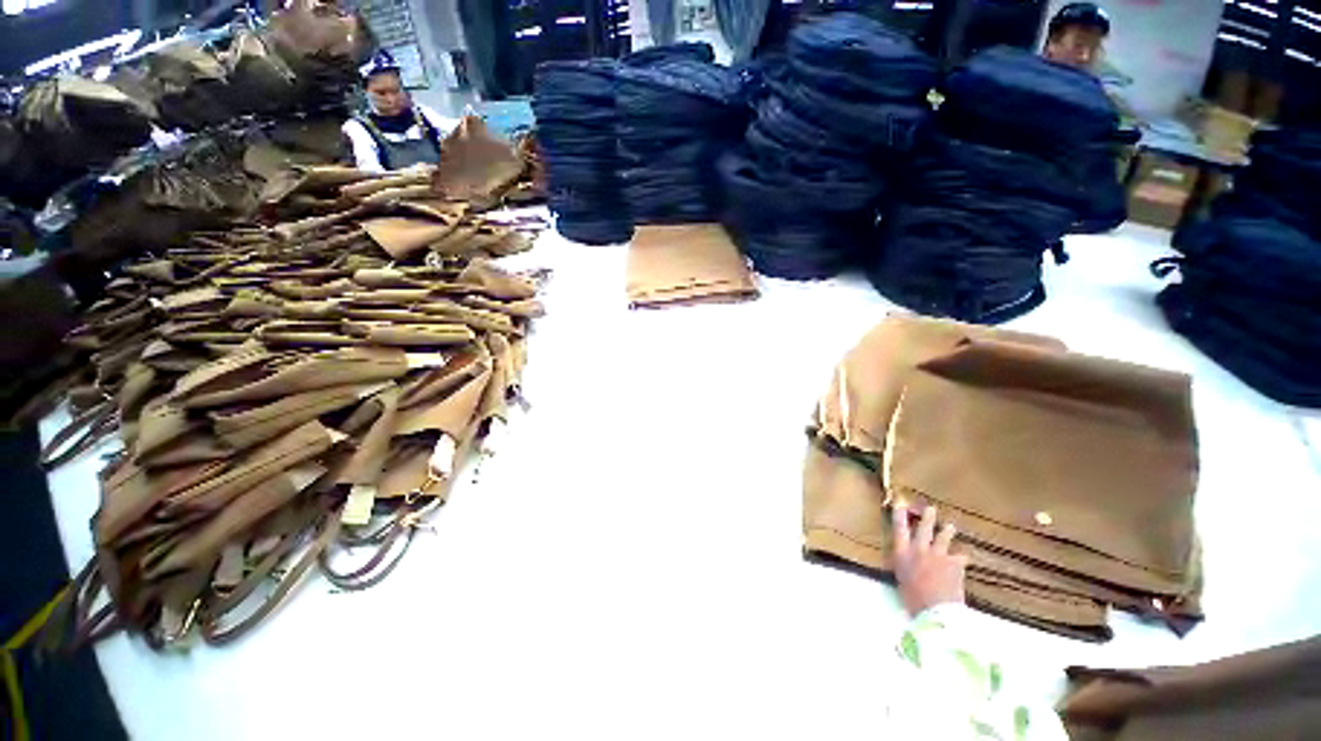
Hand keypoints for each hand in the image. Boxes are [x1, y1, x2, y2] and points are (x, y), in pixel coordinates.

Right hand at [892, 503, 967, 616]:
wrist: (936, 610)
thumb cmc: (913, 599)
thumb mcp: (901, 580)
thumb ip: (903, 567)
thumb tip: (903, 562)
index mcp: (902, 553)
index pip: (899, 529)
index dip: (899, 515)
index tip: (900, 503)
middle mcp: (919, 549)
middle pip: (924, 529)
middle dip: (927, 517)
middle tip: (930, 508)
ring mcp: (938, 555)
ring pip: (943, 538)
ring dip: (947, 532)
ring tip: (950, 527)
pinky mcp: (955, 564)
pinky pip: (960, 558)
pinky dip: (961, 558)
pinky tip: (966, 558)